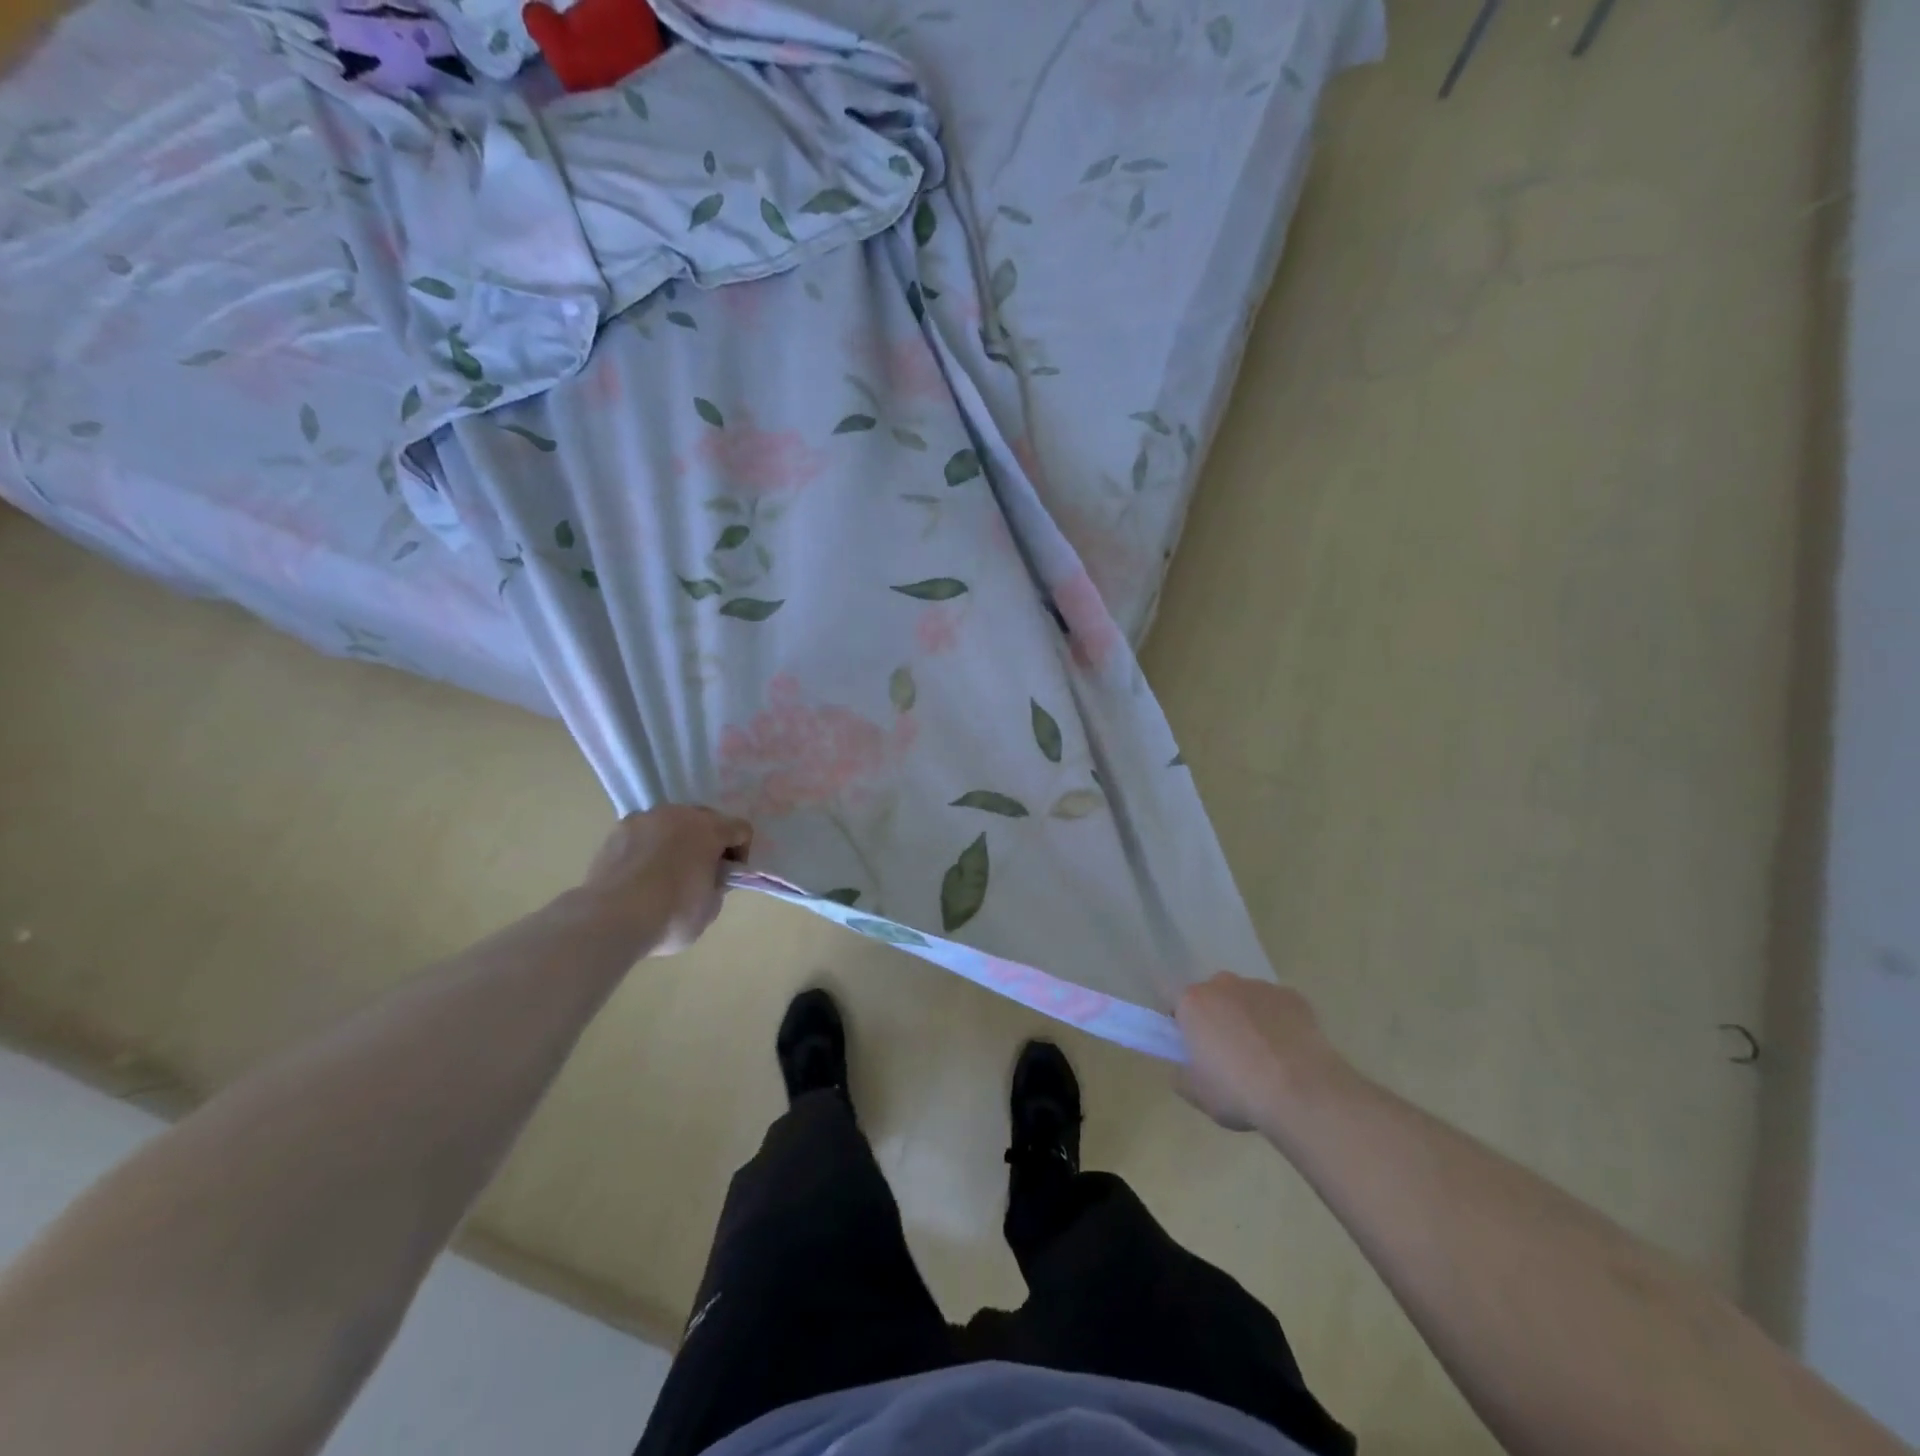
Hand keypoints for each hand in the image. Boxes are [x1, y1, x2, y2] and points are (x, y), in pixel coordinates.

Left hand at [576, 805, 752, 955]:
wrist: (610, 919)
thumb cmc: (671, 915)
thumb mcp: (710, 908)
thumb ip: (717, 884)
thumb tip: (711, 876)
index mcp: (709, 829)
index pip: (741, 829)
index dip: (740, 853)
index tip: (728, 877)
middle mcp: (679, 814)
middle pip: (705, 819)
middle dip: (708, 842)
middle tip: (700, 872)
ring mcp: (645, 818)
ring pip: (672, 823)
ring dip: (676, 840)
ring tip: (665, 872)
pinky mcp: (617, 830)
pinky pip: (644, 833)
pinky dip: (648, 847)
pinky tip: (640, 873)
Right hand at [1174, 974, 1345, 1132]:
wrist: (1304, 1092)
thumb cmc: (1240, 1092)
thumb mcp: (1197, 1094)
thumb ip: (1182, 1075)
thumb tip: (1183, 1067)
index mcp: (1193, 1002)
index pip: (1175, 1003)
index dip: (1182, 1025)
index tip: (1193, 1048)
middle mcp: (1223, 985)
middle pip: (1212, 997)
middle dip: (1216, 1018)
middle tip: (1228, 1054)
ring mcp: (1260, 987)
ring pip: (1246, 999)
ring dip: (1248, 1018)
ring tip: (1264, 1056)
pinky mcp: (1293, 996)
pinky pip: (1277, 1006)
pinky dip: (1278, 1022)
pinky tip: (1289, 1052)